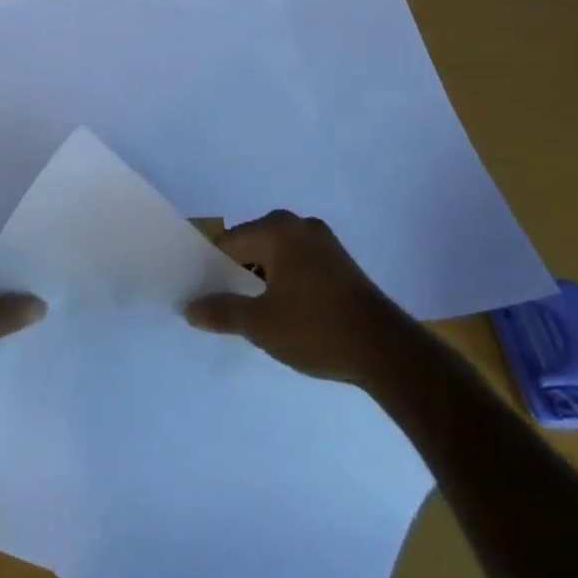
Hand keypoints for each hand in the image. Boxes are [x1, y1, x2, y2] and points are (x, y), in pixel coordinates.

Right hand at [185, 210, 410, 383]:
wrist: (388, 352)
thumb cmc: (317, 330)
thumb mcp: (261, 324)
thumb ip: (222, 312)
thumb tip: (189, 308)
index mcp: (276, 230)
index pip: (229, 242)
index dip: (214, 270)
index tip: (209, 297)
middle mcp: (298, 225)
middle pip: (253, 244)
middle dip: (239, 272)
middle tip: (232, 306)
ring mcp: (324, 241)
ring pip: (277, 254)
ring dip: (264, 278)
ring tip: (260, 313)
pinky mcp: (341, 261)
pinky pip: (299, 262)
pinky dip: (287, 280)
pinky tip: (289, 311)